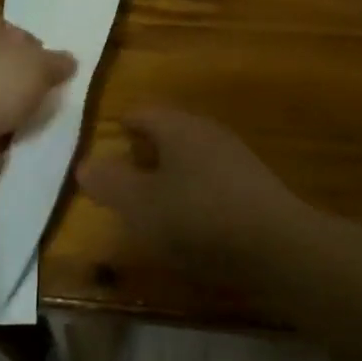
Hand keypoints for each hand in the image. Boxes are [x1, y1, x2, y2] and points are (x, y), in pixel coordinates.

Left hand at [0, 16, 75, 184]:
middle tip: (50, 94)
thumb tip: (69, 61)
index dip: (33, 44)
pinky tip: (17, 138)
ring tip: (38, 119)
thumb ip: (56, 63)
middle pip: (2, 64)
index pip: (9, 28)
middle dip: (24, 79)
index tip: (52, 65)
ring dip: (12, 108)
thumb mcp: (39, 66)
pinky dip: (0, 131)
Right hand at [76, 108, 301, 272]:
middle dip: (146, 152)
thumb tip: (84, 164)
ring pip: (192, 157)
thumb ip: (109, 183)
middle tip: (124, 178)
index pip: (143, 113)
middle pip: (170, 133)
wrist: (277, 247)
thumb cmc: (197, 218)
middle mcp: (209, 133)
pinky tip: (190, 222)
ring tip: (152, 203)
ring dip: (171, 175)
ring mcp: (237, 159)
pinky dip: (195, 194)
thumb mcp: (140, 205)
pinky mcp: (254, 187)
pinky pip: (213, 181)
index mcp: (179, 127)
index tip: (106, 147)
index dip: (122, 128)